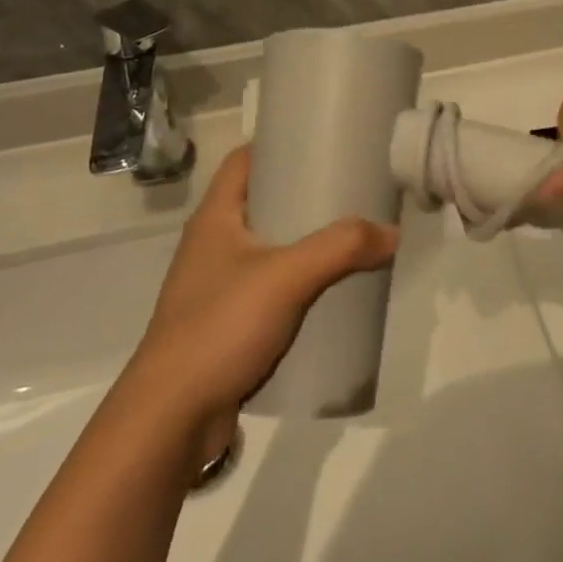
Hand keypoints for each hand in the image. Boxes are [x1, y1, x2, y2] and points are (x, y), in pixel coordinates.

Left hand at [131, 147, 399, 425]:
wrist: (170, 421)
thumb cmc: (219, 327)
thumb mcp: (286, 277)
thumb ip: (341, 248)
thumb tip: (392, 233)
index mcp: (215, 217)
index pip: (245, 159)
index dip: (280, 143)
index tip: (323, 141)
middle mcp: (212, 244)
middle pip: (262, 201)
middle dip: (305, 194)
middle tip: (351, 189)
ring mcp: (217, 286)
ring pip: (269, 247)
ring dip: (305, 241)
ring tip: (350, 236)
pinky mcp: (226, 323)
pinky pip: (270, 287)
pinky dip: (299, 281)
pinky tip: (330, 290)